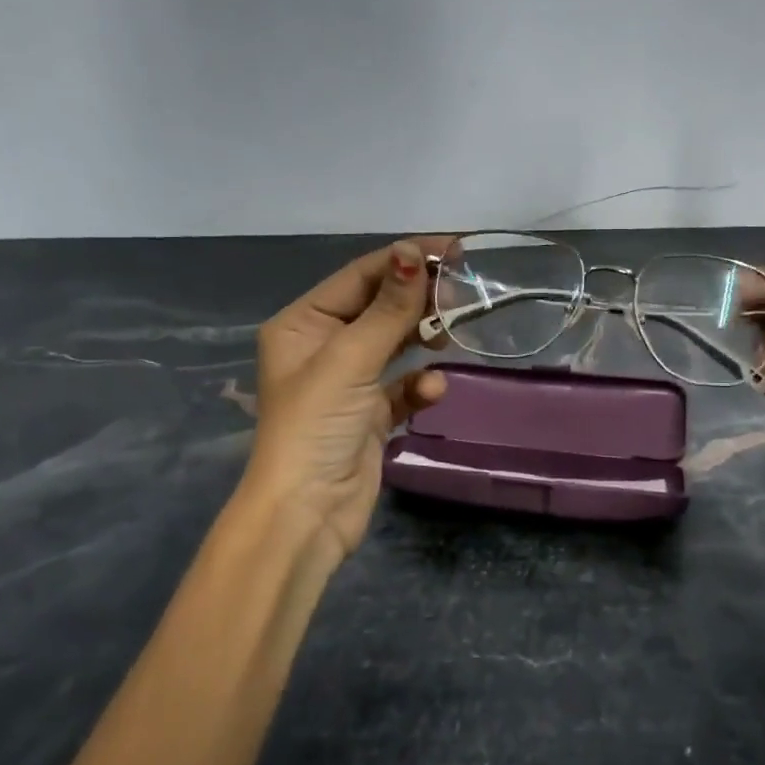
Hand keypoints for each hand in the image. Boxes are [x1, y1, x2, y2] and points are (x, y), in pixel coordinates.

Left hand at [242, 238, 451, 559]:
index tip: (454, 249)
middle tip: (462, 293)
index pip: (360, 277)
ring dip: (422, 338)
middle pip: (379, 307)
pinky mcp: (370, 413)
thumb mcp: (351, 358)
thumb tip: (413, 251)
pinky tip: (433, 390)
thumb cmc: (317, 425)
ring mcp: (347, 381)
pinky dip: (419, 385)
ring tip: (451, 332)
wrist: (306, 515)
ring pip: (394, 344)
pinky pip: (402, 385)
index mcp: (302, 324)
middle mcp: (322, 346)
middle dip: (417, 300)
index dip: (404, 259)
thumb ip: (388, 308)